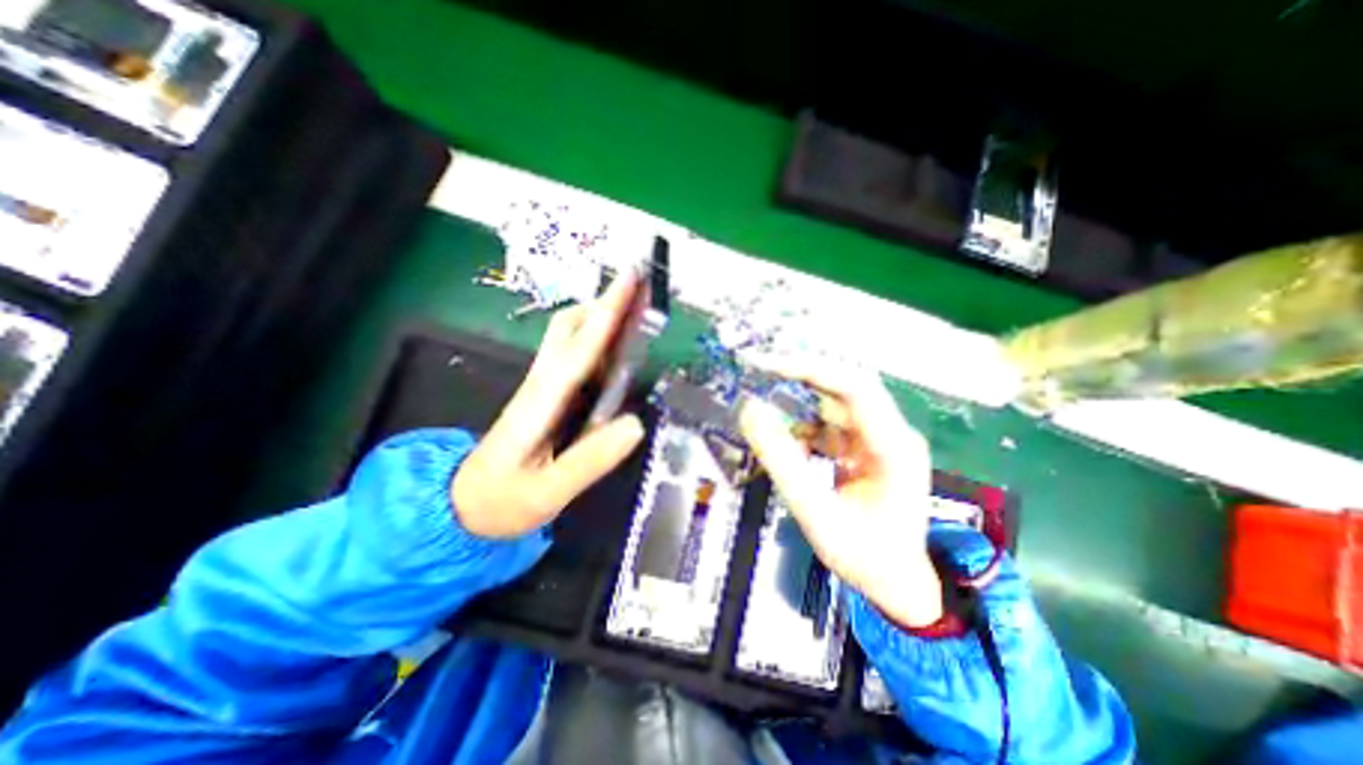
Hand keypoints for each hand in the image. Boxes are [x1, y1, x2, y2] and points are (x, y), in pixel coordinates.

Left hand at [454, 275, 645, 535]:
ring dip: (599, 316)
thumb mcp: (547, 493)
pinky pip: (573, 355)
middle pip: (568, 326)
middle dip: (603, 303)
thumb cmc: (501, 502)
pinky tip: (616, 350)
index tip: (631, 280)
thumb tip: (636, 424)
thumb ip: (590, 461)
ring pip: (567, 336)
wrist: (460, 506)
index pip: (580, 348)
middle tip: (640, 294)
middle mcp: (541, 383)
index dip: (608, 313)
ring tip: (635, 313)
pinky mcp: (545, 394)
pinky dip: (596, 340)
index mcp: (541, 402)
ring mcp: (541, 386)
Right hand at [741, 360, 942, 627]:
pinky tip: (788, 447)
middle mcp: (891, 432)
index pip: (854, 387)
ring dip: (798, 403)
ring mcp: (879, 438)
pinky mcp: (865, 447)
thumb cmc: (864, 556)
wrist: (898, 584)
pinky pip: (829, 424)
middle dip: (800, 375)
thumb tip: (750, 411)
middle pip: (845, 386)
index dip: (810, 368)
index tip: (766, 363)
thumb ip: (782, 462)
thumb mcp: (816, 513)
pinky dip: (803, 429)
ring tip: (765, 409)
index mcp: (893, 447)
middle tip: (758, 368)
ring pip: (834, 402)